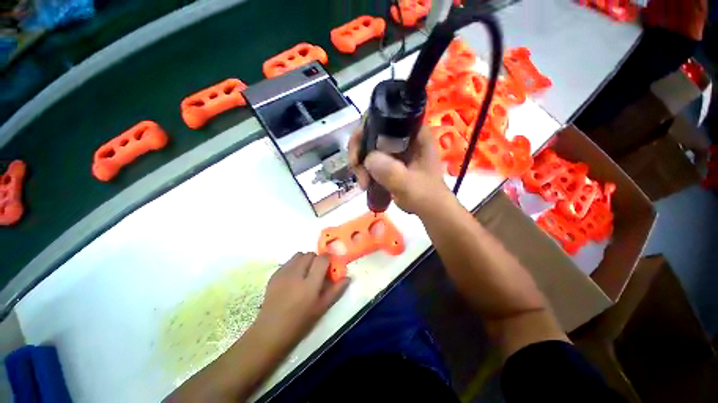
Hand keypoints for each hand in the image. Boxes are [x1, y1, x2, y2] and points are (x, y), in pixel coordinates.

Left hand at [253, 253, 349, 351]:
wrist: (270, 332)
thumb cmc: (300, 323)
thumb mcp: (322, 308)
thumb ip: (336, 290)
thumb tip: (348, 277)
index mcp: (309, 284)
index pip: (322, 259)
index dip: (328, 259)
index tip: (330, 266)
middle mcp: (296, 274)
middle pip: (310, 254)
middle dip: (317, 260)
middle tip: (317, 272)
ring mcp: (283, 273)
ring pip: (299, 255)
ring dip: (306, 260)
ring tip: (305, 273)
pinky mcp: (274, 274)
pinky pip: (289, 261)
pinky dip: (295, 264)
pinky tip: (294, 278)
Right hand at [348, 126, 450, 214]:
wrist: (430, 210)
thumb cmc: (426, 196)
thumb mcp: (409, 184)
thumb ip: (390, 171)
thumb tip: (368, 159)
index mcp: (415, 133)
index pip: (386, 116)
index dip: (366, 128)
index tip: (358, 150)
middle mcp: (404, 136)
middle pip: (372, 130)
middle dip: (360, 150)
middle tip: (357, 170)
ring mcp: (396, 149)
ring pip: (369, 146)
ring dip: (361, 163)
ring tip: (364, 184)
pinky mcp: (391, 160)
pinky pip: (372, 158)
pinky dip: (364, 169)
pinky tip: (365, 183)